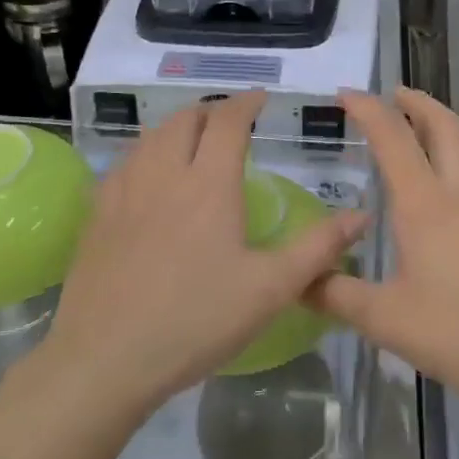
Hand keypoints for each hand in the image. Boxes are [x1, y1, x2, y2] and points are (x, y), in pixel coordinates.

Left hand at [43, 91, 367, 421]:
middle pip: (184, 119)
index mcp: (208, 184)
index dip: (246, 103)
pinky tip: (149, 178)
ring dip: (176, 128)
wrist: (105, 359)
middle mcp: (163, 174)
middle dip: (211, 111)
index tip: (261, 99)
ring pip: (150, 137)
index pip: (228, 121)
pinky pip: (124, 164)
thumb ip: (318, 248)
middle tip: (230, 122)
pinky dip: (146, 154)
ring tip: (193, 142)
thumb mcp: (270, 289)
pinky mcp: (97, 216)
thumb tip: (361, 215)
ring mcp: (123, 192)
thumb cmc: (196, 320)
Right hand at [310, 89, 458, 414]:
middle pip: (444, 125)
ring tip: (433, 140)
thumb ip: (336, 295)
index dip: (367, 109)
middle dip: (417, 102)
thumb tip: (298, 280)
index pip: (392, 138)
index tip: (347, 94)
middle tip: (395, 97)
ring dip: (451, 132)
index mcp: (424, 205)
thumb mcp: (385, 321)